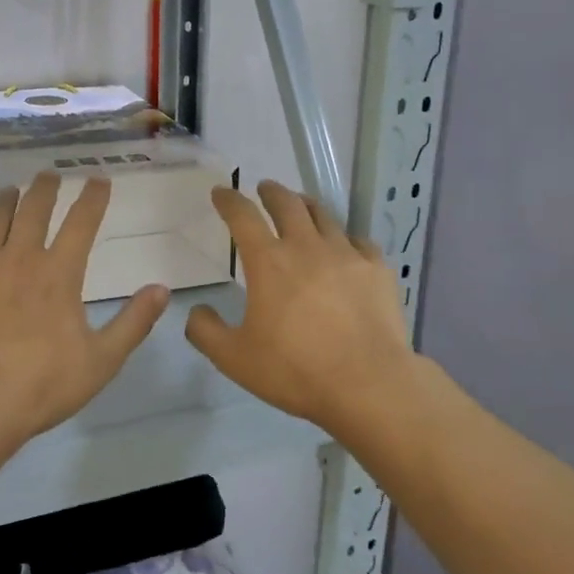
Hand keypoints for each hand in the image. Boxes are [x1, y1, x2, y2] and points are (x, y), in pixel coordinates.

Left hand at [0, 172, 170, 448]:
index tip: (99, 179)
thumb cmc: (43, 385)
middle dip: (45, 188)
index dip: (93, 197)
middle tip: (49, 175)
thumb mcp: (102, 360)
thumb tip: (161, 288)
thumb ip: (133, 322)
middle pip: (34, 210)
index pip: (81, 222)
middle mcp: (20, 258)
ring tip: (9, 189)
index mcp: (60, 273)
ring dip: (5, 200)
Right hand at [186, 179, 415, 434]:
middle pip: (287, 204)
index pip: (242, 216)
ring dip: (306, 205)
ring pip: (324, 216)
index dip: (229, 200)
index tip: (221, 192)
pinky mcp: (377, 269)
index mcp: (268, 262)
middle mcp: (306, 247)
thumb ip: (206, 331)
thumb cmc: (295, 370)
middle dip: (271, 192)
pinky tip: (345, 247)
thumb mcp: (233, 358)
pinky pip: (359, 241)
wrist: (368, 384)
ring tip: (301, 206)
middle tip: (264, 188)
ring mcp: (346, 254)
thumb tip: (197, 311)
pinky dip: (345, 238)